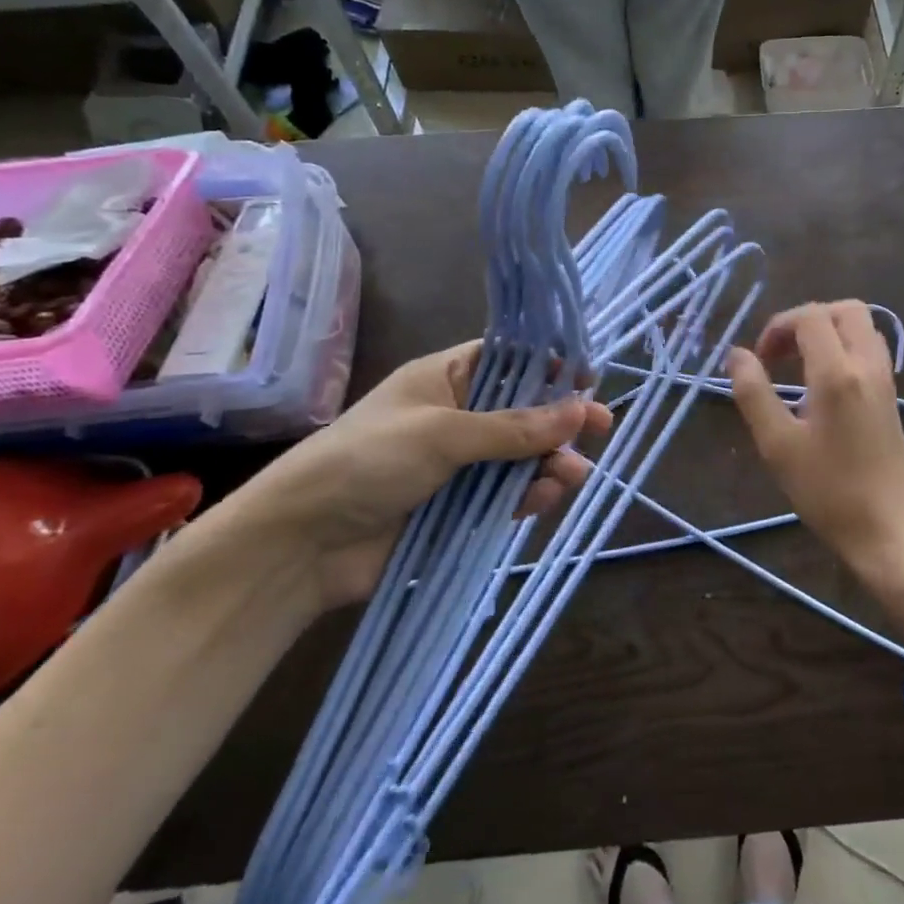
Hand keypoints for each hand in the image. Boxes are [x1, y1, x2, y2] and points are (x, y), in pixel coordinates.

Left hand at [221, 341, 611, 611]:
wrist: (302, 544)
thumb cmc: (368, 461)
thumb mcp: (443, 433)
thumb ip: (514, 427)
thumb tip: (581, 409)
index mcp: (444, 379)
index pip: (507, 359)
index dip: (548, 365)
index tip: (587, 376)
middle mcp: (456, 416)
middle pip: (522, 410)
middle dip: (560, 419)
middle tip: (602, 426)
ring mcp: (459, 464)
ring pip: (521, 456)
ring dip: (550, 462)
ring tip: (573, 474)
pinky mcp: (459, 507)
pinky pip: (507, 494)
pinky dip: (530, 494)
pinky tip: (547, 497)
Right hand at [728, 301, 903, 579]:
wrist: (890, 530)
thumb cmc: (829, 491)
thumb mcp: (778, 445)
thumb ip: (754, 393)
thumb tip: (736, 354)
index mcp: (837, 372)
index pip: (810, 317)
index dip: (778, 326)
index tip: (759, 360)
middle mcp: (868, 365)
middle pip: (845, 310)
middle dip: (807, 320)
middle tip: (781, 353)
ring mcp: (885, 381)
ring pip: (862, 327)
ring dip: (828, 332)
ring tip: (799, 366)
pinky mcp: (892, 398)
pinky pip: (870, 350)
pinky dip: (844, 349)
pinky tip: (823, 386)